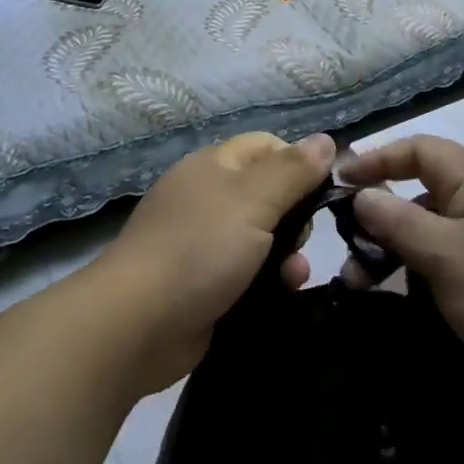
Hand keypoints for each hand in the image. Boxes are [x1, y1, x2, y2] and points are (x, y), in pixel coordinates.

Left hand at [99, 131, 334, 392]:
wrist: (136, 324)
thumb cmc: (200, 249)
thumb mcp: (254, 201)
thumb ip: (293, 171)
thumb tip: (327, 140)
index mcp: (214, 165)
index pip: (268, 146)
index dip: (299, 164)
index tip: (322, 192)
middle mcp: (207, 196)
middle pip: (268, 192)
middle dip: (296, 216)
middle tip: (303, 238)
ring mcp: (202, 241)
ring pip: (261, 236)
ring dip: (287, 253)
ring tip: (295, 275)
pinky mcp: (202, 282)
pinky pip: (247, 271)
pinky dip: (267, 279)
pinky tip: (282, 293)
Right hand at [336, 135, 463, 422]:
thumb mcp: (445, 255)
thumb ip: (398, 221)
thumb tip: (363, 194)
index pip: (418, 149)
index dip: (376, 160)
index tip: (338, 181)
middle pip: (423, 189)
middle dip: (382, 214)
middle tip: (345, 245)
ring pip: (435, 227)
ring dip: (398, 248)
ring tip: (362, 280)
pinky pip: (454, 255)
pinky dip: (425, 268)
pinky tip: (404, 296)